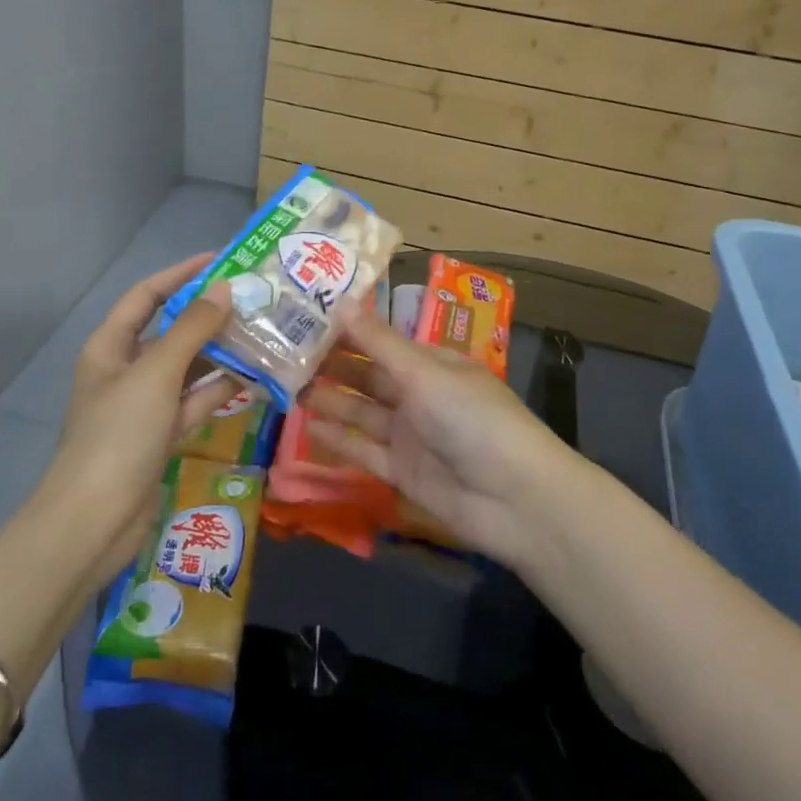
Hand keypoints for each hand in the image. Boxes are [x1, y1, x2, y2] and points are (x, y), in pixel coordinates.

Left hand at [41, 254, 233, 580]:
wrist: (93, 522)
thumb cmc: (118, 435)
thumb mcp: (156, 374)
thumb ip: (192, 329)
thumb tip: (224, 290)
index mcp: (111, 346)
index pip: (146, 295)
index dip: (180, 275)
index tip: (221, 260)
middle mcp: (126, 369)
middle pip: (170, 330)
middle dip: (208, 315)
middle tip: (254, 300)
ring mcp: (144, 404)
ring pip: (187, 367)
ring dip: (220, 352)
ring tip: (263, 334)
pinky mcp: (161, 435)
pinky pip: (194, 401)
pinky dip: (219, 390)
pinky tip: (254, 378)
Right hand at [304, 307, 574, 562]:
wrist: (515, 499)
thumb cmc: (472, 419)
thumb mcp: (424, 374)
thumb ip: (379, 343)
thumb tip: (342, 301)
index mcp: (433, 363)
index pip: (383, 340)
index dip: (348, 330)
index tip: (307, 317)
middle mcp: (420, 395)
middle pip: (369, 375)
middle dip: (333, 364)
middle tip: (285, 353)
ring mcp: (411, 435)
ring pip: (362, 411)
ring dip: (330, 399)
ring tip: (288, 385)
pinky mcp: (404, 472)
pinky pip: (365, 450)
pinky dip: (339, 439)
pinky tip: (307, 427)